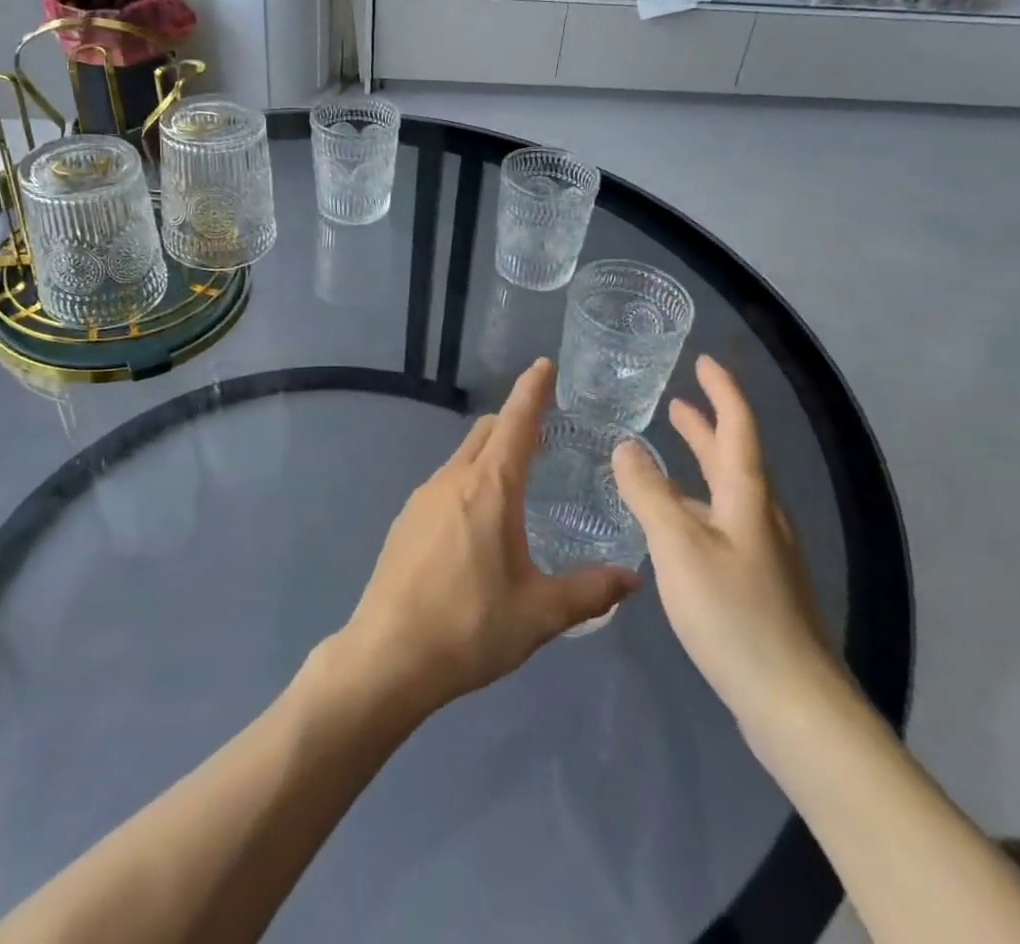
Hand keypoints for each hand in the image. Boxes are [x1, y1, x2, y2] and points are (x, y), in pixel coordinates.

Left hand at [335, 359, 640, 717]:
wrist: (387, 656)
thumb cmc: (469, 628)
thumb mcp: (539, 614)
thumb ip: (589, 591)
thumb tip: (633, 579)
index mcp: (489, 488)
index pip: (516, 422)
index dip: (532, 391)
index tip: (545, 364)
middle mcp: (453, 479)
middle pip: (487, 432)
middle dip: (514, 421)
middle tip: (545, 434)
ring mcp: (423, 497)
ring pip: (464, 456)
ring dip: (491, 454)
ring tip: (518, 485)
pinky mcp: (406, 519)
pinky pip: (446, 483)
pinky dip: (470, 481)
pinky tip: (479, 524)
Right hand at [612, 354, 845, 741]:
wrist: (794, 703)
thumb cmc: (734, 613)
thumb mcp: (679, 546)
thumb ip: (648, 493)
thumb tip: (626, 446)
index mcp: (748, 496)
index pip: (738, 425)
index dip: (722, 390)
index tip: (704, 361)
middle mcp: (761, 515)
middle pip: (734, 456)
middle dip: (706, 425)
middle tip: (677, 403)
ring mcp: (764, 552)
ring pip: (728, 492)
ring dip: (700, 465)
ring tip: (667, 454)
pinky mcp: (759, 584)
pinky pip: (724, 522)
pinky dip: (697, 503)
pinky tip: (676, 525)